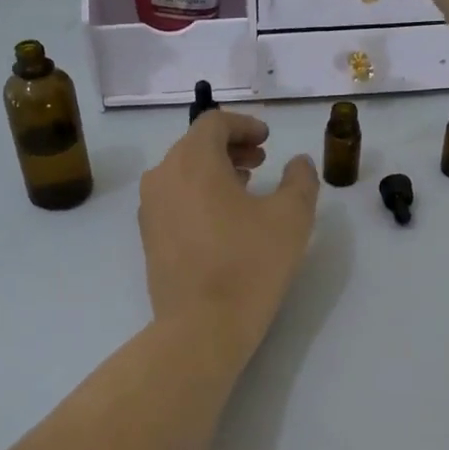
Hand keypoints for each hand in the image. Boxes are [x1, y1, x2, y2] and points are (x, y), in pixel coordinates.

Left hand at [139, 111, 319, 365]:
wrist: (201, 326)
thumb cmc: (249, 264)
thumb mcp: (291, 218)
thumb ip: (300, 180)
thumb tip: (298, 163)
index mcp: (192, 160)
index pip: (214, 123)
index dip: (244, 124)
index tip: (268, 139)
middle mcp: (162, 176)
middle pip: (195, 145)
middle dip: (230, 147)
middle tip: (261, 160)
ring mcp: (150, 208)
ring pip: (182, 172)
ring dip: (214, 171)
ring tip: (245, 187)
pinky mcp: (149, 237)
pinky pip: (174, 199)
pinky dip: (198, 195)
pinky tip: (222, 219)